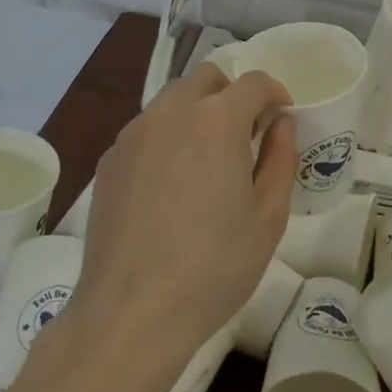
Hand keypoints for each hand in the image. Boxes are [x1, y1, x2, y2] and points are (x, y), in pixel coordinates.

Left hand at [73, 64, 296, 368]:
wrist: (131, 313)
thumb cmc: (214, 266)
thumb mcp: (268, 217)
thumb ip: (281, 158)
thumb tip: (281, 124)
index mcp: (216, 120)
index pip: (253, 82)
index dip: (275, 94)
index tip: (282, 119)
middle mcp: (171, 113)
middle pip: (207, 79)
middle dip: (232, 95)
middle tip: (245, 136)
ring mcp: (133, 134)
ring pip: (172, 101)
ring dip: (197, 113)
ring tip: (206, 161)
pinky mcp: (109, 160)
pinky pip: (146, 130)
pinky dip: (167, 138)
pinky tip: (170, 186)